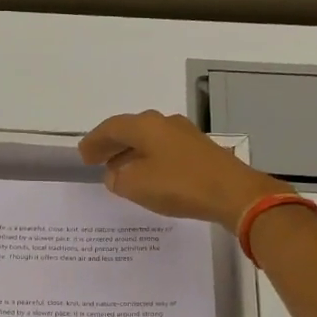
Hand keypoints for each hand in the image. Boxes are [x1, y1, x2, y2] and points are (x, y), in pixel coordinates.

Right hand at [79, 110, 290, 231]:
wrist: (233, 193)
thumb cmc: (180, 185)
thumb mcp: (137, 186)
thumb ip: (118, 180)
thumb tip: (115, 175)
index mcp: (146, 126)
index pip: (112, 127)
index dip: (95, 141)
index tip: (82, 155)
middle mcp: (165, 123)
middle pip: (131, 130)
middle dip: (112, 145)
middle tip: (96, 160)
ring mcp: (186, 136)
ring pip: (149, 141)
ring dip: (131, 154)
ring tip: (118, 171)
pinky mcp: (200, 152)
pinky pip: (164, 151)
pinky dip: (149, 161)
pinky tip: (148, 176)